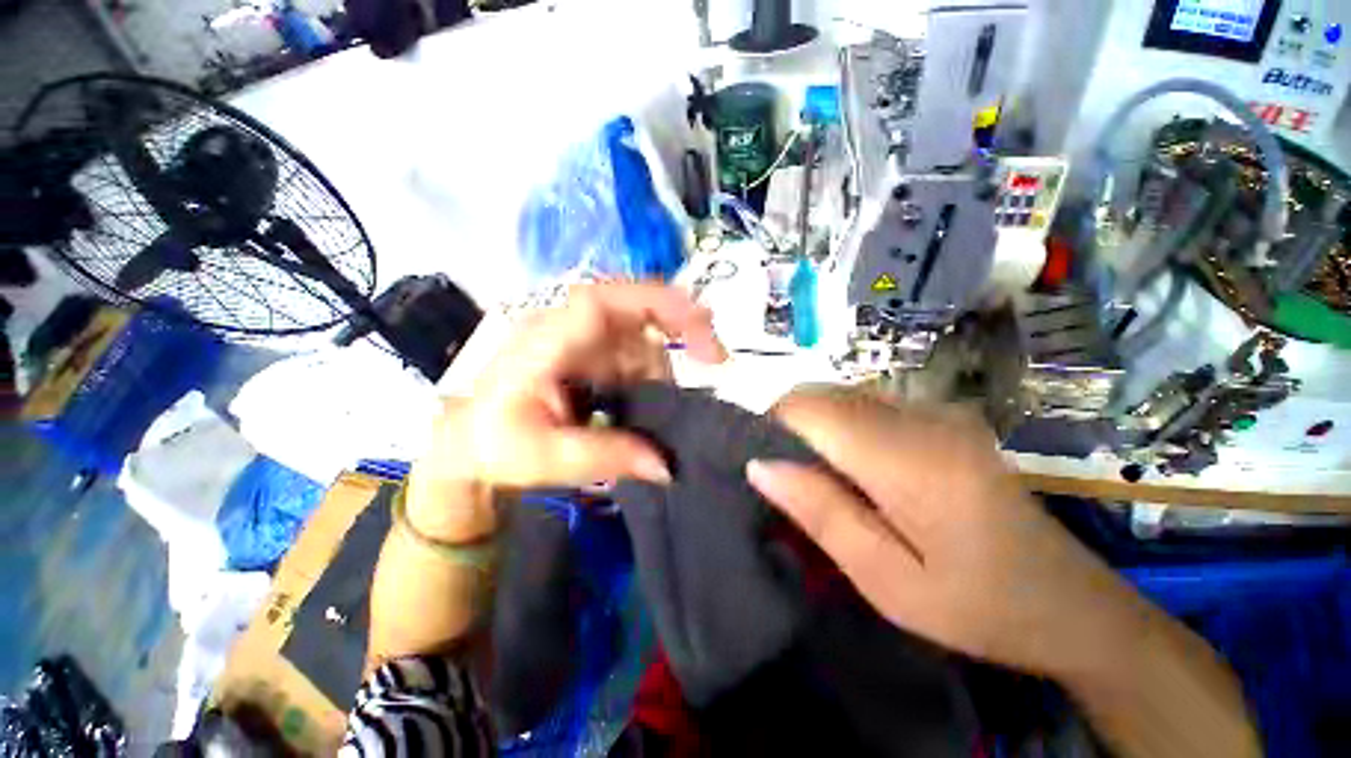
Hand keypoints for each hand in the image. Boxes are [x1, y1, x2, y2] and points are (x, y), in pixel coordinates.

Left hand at [408, 283, 727, 542]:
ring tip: (657, 411)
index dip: (655, 301)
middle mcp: (567, 328)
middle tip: (714, 362)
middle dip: (680, 331)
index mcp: (545, 341)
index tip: (704, 319)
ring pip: (641, 338)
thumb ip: (604, 458)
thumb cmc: (492, 445)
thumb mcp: (543, 459)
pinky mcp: (590, 353)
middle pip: (635, 313)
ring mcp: (581, 338)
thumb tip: (665, 466)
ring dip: (661, 370)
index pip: (602, 302)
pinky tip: (645, 405)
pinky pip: (635, 354)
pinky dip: (651, 378)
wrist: (468, 442)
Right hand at [746, 387, 1148, 679]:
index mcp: (909, 461)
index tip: (749, 447)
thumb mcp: (885, 580)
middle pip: (825, 394)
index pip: (811, 408)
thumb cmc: (976, 605)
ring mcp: (939, 412)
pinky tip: (847, 461)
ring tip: (808, 467)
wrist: (1071, 603)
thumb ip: (820, 513)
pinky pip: (869, 401)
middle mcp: (923, 419)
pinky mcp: (945, 416)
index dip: (769, 417)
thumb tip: (758, 464)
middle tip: (776, 466)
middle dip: (786, 419)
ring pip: (844, 393)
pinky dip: (840, 420)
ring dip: (812, 420)